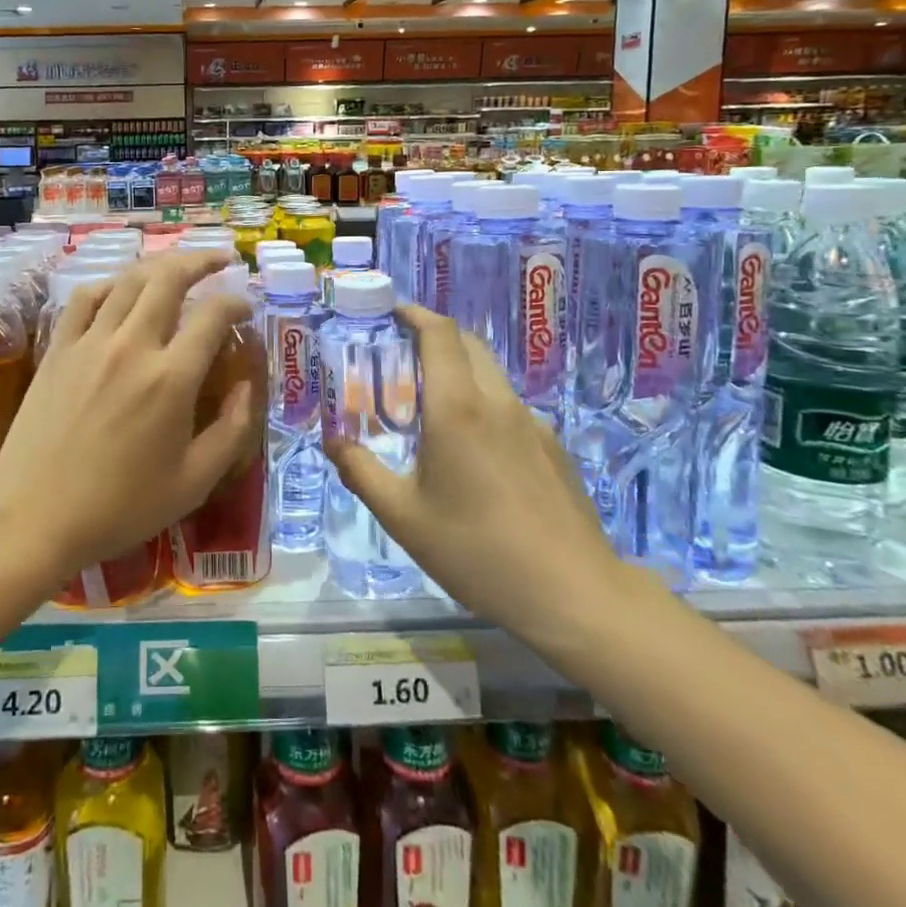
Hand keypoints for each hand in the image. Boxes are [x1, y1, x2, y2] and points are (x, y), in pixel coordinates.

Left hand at [0, 250, 261, 584]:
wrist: (34, 516)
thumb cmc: (120, 506)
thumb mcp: (193, 482)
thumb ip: (232, 430)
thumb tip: (249, 386)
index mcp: (171, 378)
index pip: (213, 315)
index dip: (236, 302)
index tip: (245, 309)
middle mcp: (132, 346)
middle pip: (170, 278)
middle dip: (201, 260)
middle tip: (220, 259)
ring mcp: (90, 342)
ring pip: (129, 281)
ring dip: (160, 265)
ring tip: (178, 266)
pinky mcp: (59, 349)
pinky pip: (85, 298)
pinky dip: (110, 285)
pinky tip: (121, 291)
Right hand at [324, 305, 633, 656]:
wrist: (573, 594)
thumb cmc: (477, 551)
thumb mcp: (402, 517)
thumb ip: (361, 471)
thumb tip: (333, 441)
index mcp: (457, 408)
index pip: (440, 334)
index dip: (414, 314)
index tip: (391, 313)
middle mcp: (497, 403)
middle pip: (468, 344)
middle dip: (435, 337)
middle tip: (401, 357)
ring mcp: (533, 423)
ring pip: (492, 375)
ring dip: (460, 370)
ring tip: (431, 405)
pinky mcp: (554, 447)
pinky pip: (510, 407)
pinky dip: (483, 403)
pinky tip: (473, 452)